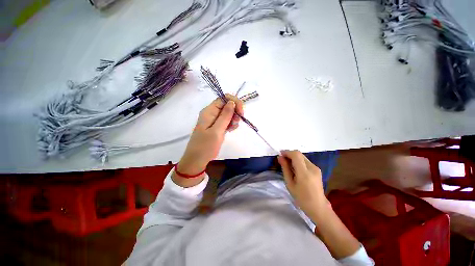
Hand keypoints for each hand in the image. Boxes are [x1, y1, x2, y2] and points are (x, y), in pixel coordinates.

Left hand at [177, 94, 243, 176]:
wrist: (197, 160)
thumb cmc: (205, 146)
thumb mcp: (216, 131)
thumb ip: (225, 116)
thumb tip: (232, 102)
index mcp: (209, 111)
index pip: (223, 98)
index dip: (234, 102)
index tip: (241, 113)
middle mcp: (211, 113)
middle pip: (227, 105)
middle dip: (235, 111)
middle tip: (236, 122)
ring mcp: (214, 120)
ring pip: (228, 113)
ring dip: (233, 119)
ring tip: (232, 128)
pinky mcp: (217, 127)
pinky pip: (226, 121)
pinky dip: (231, 124)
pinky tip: (230, 130)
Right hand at [277, 150, 330, 222]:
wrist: (318, 207)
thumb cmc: (301, 198)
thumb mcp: (289, 183)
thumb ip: (285, 168)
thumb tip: (280, 157)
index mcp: (304, 173)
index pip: (296, 155)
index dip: (287, 152)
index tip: (280, 155)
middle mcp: (312, 168)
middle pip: (299, 154)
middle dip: (289, 154)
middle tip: (282, 160)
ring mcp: (316, 168)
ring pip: (302, 156)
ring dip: (294, 157)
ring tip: (288, 164)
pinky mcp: (317, 169)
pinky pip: (305, 161)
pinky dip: (298, 161)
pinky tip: (295, 168)